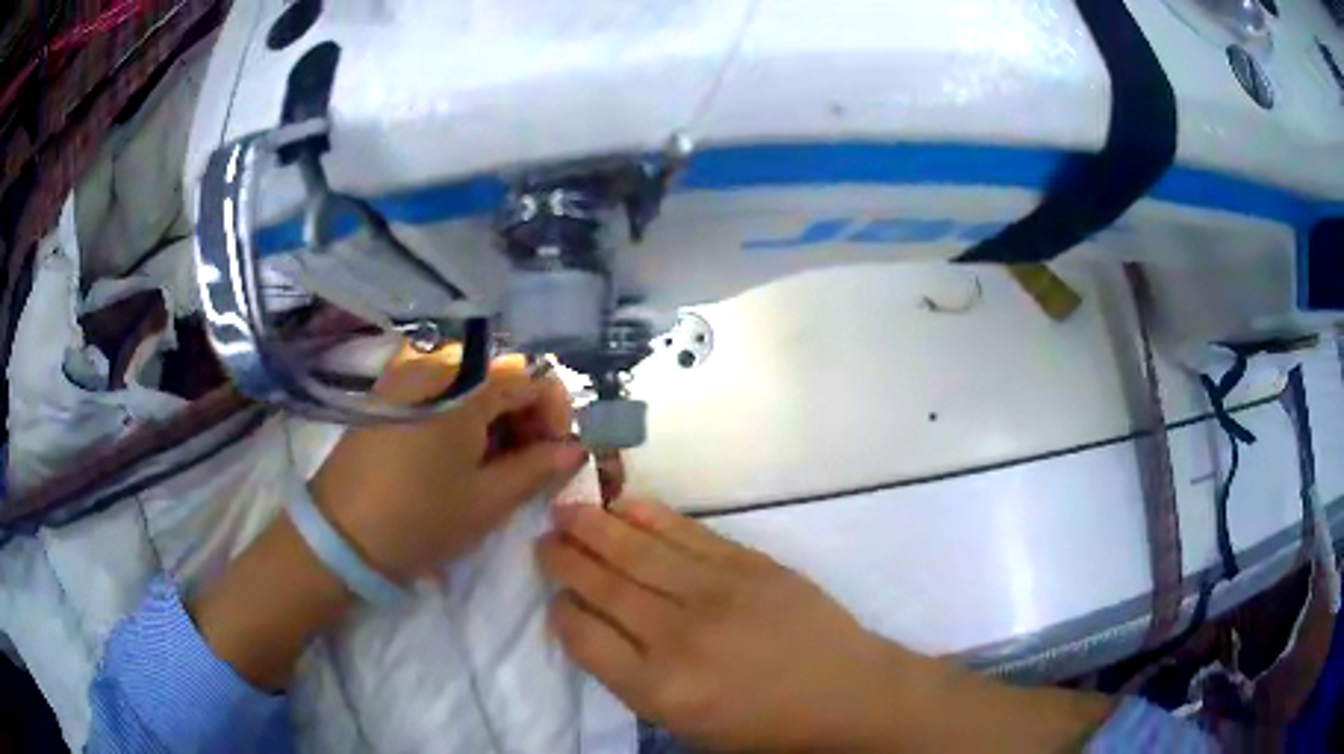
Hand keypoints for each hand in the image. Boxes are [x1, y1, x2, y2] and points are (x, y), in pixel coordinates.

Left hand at [194, 345, 586, 690]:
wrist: (340, 535)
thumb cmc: (420, 520)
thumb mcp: (488, 501)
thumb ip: (539, 468)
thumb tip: (575, 450)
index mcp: (464, 385)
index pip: (532, 377)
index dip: (556, 413)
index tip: (557, 453)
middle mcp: (434, 363)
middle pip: (500, 373)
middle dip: (525, 415)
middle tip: (528, 463)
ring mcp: (405, 373)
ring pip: (470, 381)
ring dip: (494, 415)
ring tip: (493, 463)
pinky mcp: (387, 391)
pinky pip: (440, 388)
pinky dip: (462, 413)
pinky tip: (457, 452)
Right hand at [536, 499, 919, 751]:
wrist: (847, 695)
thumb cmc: (764, 727)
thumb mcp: (685, 727)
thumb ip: (633, 681)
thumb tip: (595, 630)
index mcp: (658, 688)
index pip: (583, 636)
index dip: (561, 610)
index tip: (555, 596)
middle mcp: (677, 636)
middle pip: (604, 586)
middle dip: (565, 558)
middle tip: (543, 538)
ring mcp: (716, 592)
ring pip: (638, 550)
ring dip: (595, 526)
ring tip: (565, 510)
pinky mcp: (749, 564)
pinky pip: (686, 533)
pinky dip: (650, 516)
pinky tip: (624, 505)